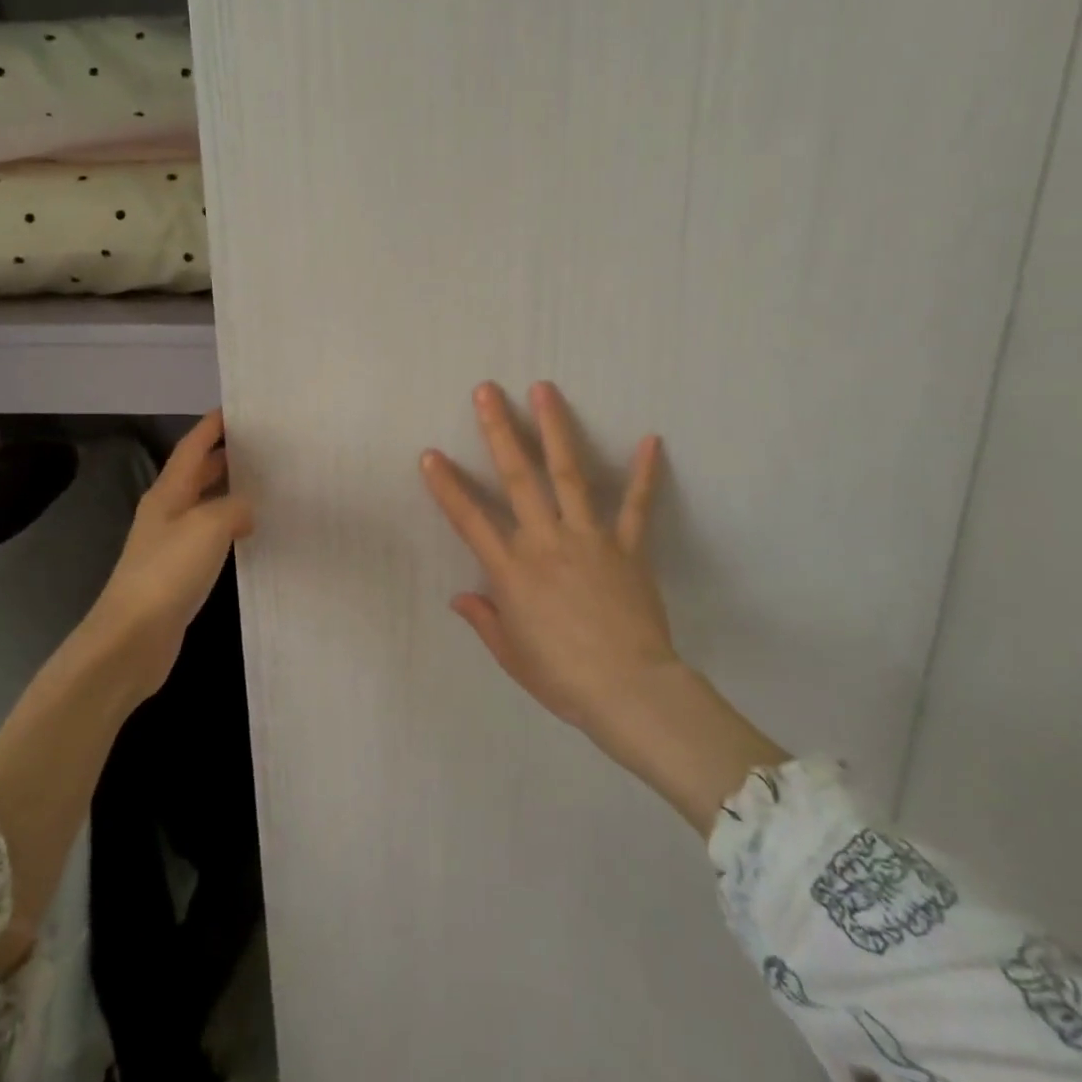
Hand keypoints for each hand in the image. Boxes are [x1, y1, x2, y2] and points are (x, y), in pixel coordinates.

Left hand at [84, 410, 254, 702]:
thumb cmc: (168, 572)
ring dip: (229, 492)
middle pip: (197, 473)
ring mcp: (170, 543)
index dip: (212, 426)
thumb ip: (234, 508)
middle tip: (263, 446)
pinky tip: (249, 533)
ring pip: (204, 505)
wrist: (133, 637)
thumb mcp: (209, 527)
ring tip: (265, 483)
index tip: (237, 410)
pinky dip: (229, 527)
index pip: (191, 447)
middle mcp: (166, 512)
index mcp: (168, 492)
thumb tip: (246, 510)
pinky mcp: (177, 572)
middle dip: (225, 456)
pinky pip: (208, 537)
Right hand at [421, 382, 787, 832]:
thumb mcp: (512, 655)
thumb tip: (460, 597)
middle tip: (487, 391)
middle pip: (517, 478)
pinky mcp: (628, 547)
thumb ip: (484, 620)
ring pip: (569, 474)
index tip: (430, 454)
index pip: (470, 520)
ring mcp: (589, 538)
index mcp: (512, 571)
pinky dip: (644, 473)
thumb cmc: (563, 678)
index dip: (447, 487)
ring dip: (555, 429)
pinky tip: (650, 438)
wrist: (629, 691)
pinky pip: (637, 506)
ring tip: (545, 390)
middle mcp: (545, 542)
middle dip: (499, 431)